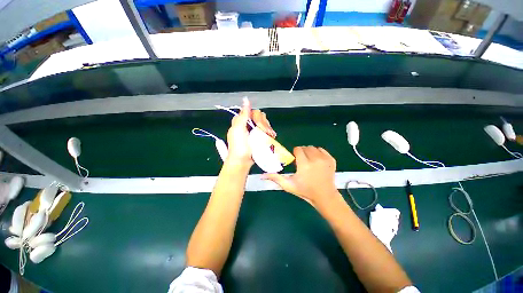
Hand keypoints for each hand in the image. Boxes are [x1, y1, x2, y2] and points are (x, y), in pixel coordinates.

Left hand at [226, 98, 275, 165]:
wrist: (242, 161)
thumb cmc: (239, 146)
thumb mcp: (239, 129)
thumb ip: (243, 114)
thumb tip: (246, 99)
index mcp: (241, 122)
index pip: (251, 112)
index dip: (256, 116)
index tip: (258, 124)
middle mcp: (247, 125)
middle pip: (259, 118)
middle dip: (263, 124)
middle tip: (265, 131)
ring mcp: (253, 132)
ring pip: (263, 124)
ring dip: (267, 128)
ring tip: (269, 135)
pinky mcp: (258, 138)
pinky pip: (265, 131)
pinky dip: (269, 133)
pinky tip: (271, 136)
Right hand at [263, 146, 340, 207]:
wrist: (325, 196)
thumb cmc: (305, 191)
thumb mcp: (289, 185)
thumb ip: (275, 178)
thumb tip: (262, 175)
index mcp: (304, 164)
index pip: (298, 149)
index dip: (295, 154)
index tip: (296, 161)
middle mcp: (315, 159)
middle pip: (305, 147)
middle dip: (302, 153)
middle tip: (302, 162)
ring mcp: (325, 159)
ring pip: (313, 148)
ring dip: (309, 152)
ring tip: (309, 162)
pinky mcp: (331, 159)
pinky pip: (322, 150)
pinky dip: (318, 153)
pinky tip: (317, 162)